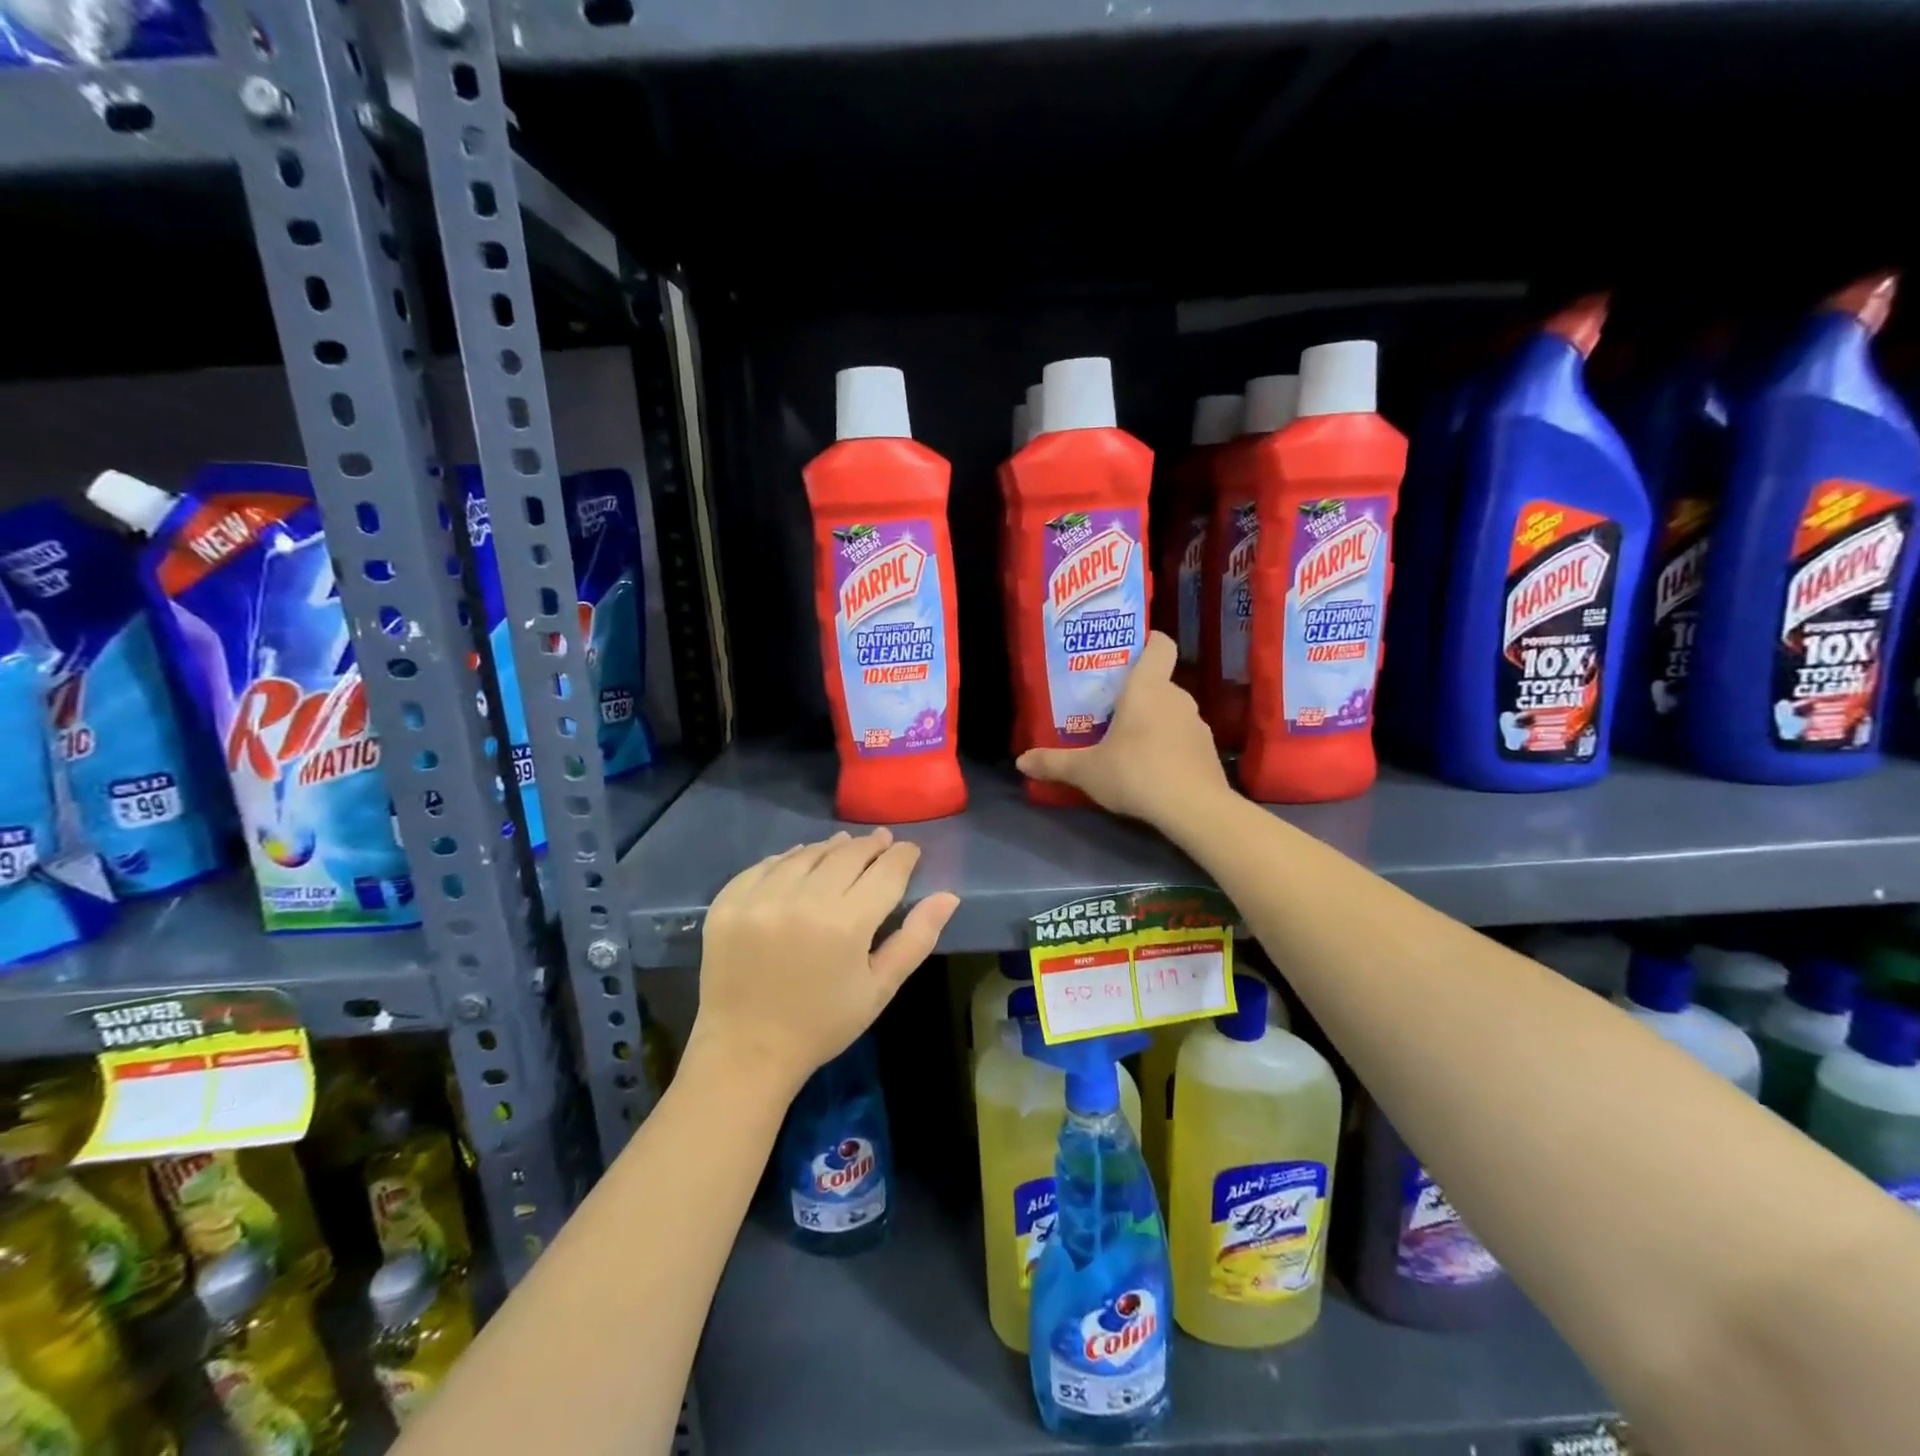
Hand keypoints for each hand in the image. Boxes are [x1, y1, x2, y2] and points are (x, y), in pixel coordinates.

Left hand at [689, 829, 959, 1097]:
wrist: (746, 1053)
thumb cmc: (823, 1024)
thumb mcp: (879, 989)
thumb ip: (916, 938)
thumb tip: (949, 896)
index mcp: (846, 924)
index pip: (885, 871)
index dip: (902, 856)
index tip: (909, 850)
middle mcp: (802, 900)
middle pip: (846, 854)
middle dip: (870, 845)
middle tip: (882, 841)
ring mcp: (760, 899)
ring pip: (806, 854)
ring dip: (830, 847)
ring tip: (844, 845)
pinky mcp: (728, 903)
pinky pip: (764, 866)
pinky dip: (787, 859)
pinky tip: (799, 861)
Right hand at [1017, 631, 1231, 828]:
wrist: (1194, 808)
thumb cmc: (1135, 773)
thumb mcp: (1086, 770)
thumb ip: (1054, 763)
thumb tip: (1020, 761)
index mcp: (1147, 687)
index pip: (1160, 645)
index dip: (1147, 642)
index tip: (1128, 653)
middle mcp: (1176, 697)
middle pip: (1158, 682)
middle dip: (1136, 694)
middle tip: (1109, 711)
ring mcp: (1197, 724)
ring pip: (1171, 711)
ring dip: (1153, 721)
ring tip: (1128, 743)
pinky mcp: (1208, 750)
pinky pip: (1183, 737)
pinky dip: (1169, 745)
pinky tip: (1153, 769)